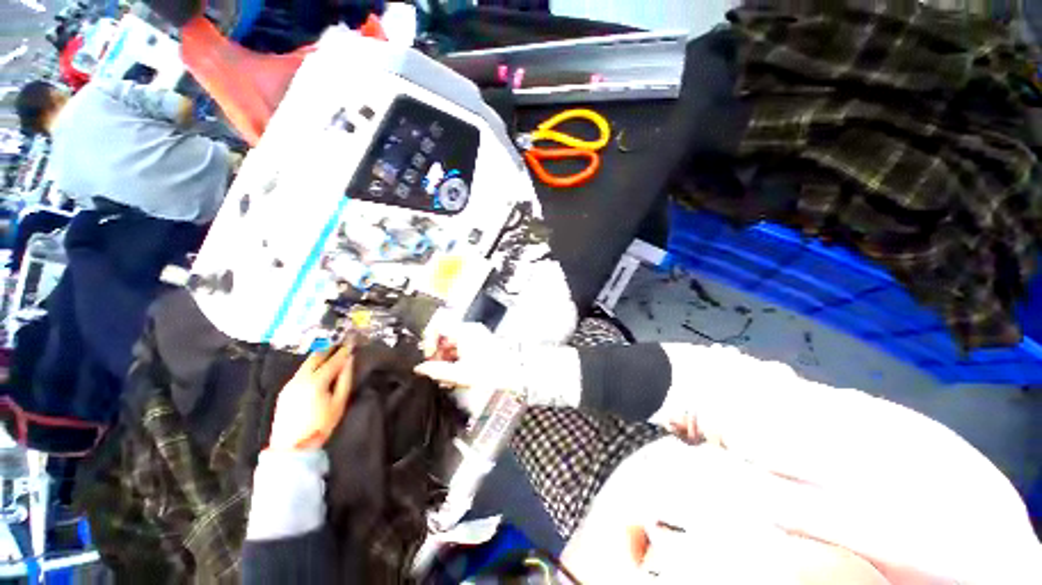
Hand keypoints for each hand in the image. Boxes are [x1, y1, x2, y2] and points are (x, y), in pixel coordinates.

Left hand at [267, 344, 354, 450]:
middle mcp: (300, 378)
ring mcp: (290, 383)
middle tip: (340, 343)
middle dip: (329, 349)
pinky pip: (301, 372)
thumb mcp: (339, 403)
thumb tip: (349, 361)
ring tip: (331, 353)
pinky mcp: (285, 390)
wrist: (291, 447)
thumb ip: (345, 380)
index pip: (333, 361)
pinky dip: (311, 366)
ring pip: (306, 363)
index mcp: (315, 382)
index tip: (352, 341)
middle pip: (316, 357)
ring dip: (319, 356)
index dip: (344, 350)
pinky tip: (318, 369)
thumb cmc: (320, 426)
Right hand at [414, 322, 524, 414]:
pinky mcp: (483, 343)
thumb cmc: (489, 373)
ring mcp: (478, 336)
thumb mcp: (459, 374)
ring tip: (446, 376)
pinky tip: (456, 374)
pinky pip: (463, 347)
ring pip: (454, 343)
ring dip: (447, 358)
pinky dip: (457, 358)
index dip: (429, 341)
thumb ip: (436, 370)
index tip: (429, 357)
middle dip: (438, 353)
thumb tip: (420, 368)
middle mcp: (471, 330)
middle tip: (435, 370)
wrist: (514, 377)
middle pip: (446, 336)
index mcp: (465, 332)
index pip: (439, 327)